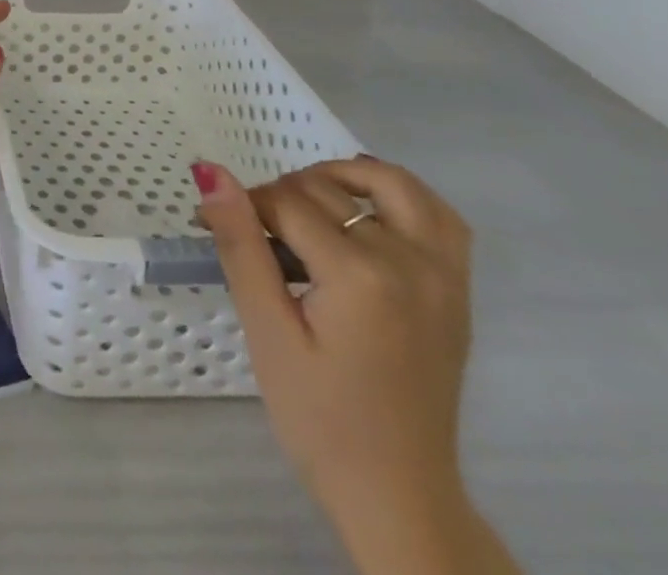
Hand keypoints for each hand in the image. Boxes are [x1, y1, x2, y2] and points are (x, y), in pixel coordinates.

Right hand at [196, 157, 494, 573]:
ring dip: (344, 178)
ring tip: (308, 202)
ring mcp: (442, 275)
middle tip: (255, 236)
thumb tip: (210, 171)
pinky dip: (402, 198)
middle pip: (328, 189)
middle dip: (281, 198)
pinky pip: (439, 217)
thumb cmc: (319, 418)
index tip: (215, 227)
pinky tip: (368, 211)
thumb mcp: (266, 332)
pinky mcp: (457, 291)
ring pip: (393, 184)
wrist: (398, 495)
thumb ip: (240, 244)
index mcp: (359, 276)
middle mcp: (409, 262)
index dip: (242, 207)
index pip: (285, 203)